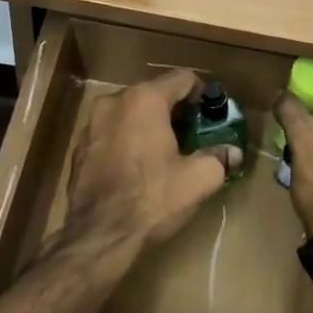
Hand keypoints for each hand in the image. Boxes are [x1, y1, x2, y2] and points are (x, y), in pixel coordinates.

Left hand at [62, 69, 243, 249]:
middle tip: (192, 132)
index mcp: (144, 100)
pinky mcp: (79, 149)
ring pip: (128, 113)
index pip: (181, 78)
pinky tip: (136, 166)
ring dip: (147, 125)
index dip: (201, 92)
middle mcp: (113, 102)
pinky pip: (111, 134)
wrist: (100, 234)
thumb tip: (233, 153)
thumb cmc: (152, 198)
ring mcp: (91, 125)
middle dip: (173, 109)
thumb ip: (219, 159)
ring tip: (164, 150)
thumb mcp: (198, 180)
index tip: (211, 112)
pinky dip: (126, 141)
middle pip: (152, 94)